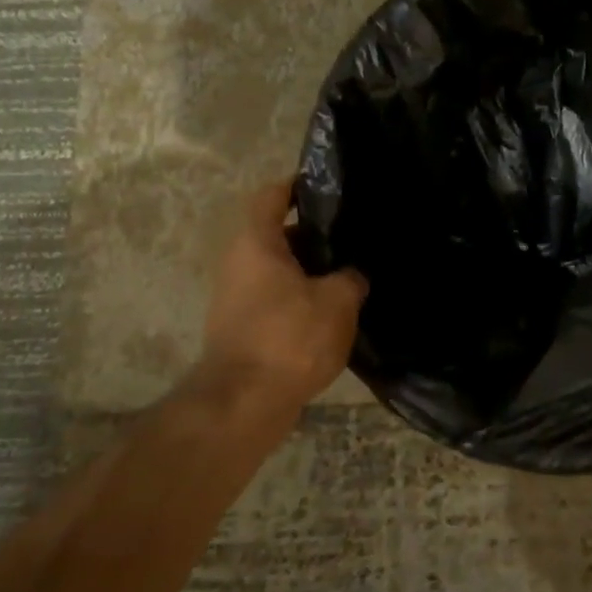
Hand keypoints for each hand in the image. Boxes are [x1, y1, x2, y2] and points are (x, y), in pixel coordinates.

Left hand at [199, 179, 367, 420]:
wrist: (243, 406)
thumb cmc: (289, 338)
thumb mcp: (338, 301)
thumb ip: (351, 278)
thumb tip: (352, 275)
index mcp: (257, 242)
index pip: (272, 195)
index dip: (298, 185)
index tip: (329, 187)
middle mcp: (239, 263)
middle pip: (279, 234)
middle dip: (316, 234)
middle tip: (354, 236)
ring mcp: (237, 298)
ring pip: (280, 270)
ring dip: (312, 271)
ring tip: (352, 274)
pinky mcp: (243, 329)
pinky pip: (277, 299)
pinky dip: (302, 299)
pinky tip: (334, 312)